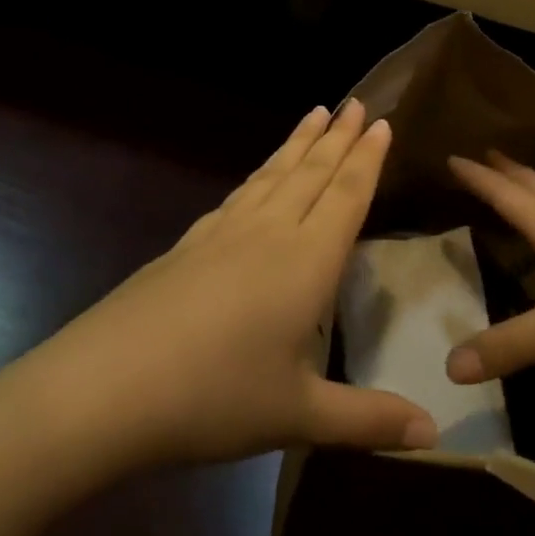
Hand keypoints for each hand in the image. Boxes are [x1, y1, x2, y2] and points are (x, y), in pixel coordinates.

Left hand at [0, 102, 438, 486]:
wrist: (100, 390)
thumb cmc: (212, 399)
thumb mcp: (297, 415)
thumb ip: (368, 419)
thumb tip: (434, 433)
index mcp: (305, 262)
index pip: (346, 196)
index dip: (367, 159)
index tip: (382, 121)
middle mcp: (268, 234)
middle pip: (312, 173)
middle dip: (338, 137)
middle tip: (357, 102)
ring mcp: (222, 235)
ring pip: (272, 176)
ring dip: (298, 144)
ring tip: (315, 113)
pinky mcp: (186, 246)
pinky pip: (237, 195)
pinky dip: (258, 175)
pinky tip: (256, 178)